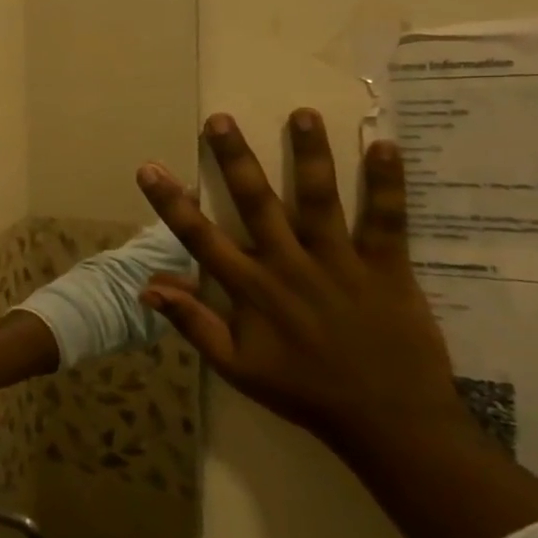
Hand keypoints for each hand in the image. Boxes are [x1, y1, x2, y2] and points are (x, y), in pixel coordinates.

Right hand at [135, 110, 468, 454]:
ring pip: (320, 200)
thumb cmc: (303, 392)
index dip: (171, 202)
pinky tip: (385, 146)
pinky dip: (387, 184)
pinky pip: (388, 220)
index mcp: (251, 289)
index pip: (200, 237)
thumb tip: (147, 289)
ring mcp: (340, 264)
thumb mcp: (235, 366)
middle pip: (256, 203)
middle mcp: (289, 266)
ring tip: (302, 114)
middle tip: (220, 120)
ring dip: (310, 155)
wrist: (390, 423)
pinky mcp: (387, 269)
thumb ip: (193, 323)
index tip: (149, 167)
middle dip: (235, 159)